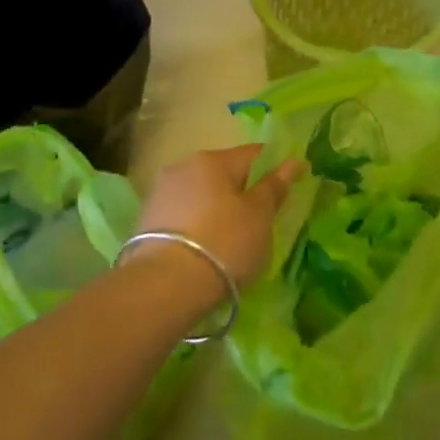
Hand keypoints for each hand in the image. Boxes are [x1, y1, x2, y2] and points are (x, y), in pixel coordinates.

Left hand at [134, 144, 302, 290]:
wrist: (165, 286)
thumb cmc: (224, 243)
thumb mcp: (259, 216)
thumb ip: (274, 186)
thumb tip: (293, 161)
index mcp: (212, 159)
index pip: (254, 154)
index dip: (275, 168)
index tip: (288, 189)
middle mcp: (182, 167)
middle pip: (224, 173)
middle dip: (243, 190)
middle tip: (261, 219)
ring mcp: (160, 194)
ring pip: (201, 194)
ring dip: (218, 209)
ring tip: (233, 239)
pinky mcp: (146, 221)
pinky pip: (184, 215)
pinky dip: (199, 225)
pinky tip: (207, 248)